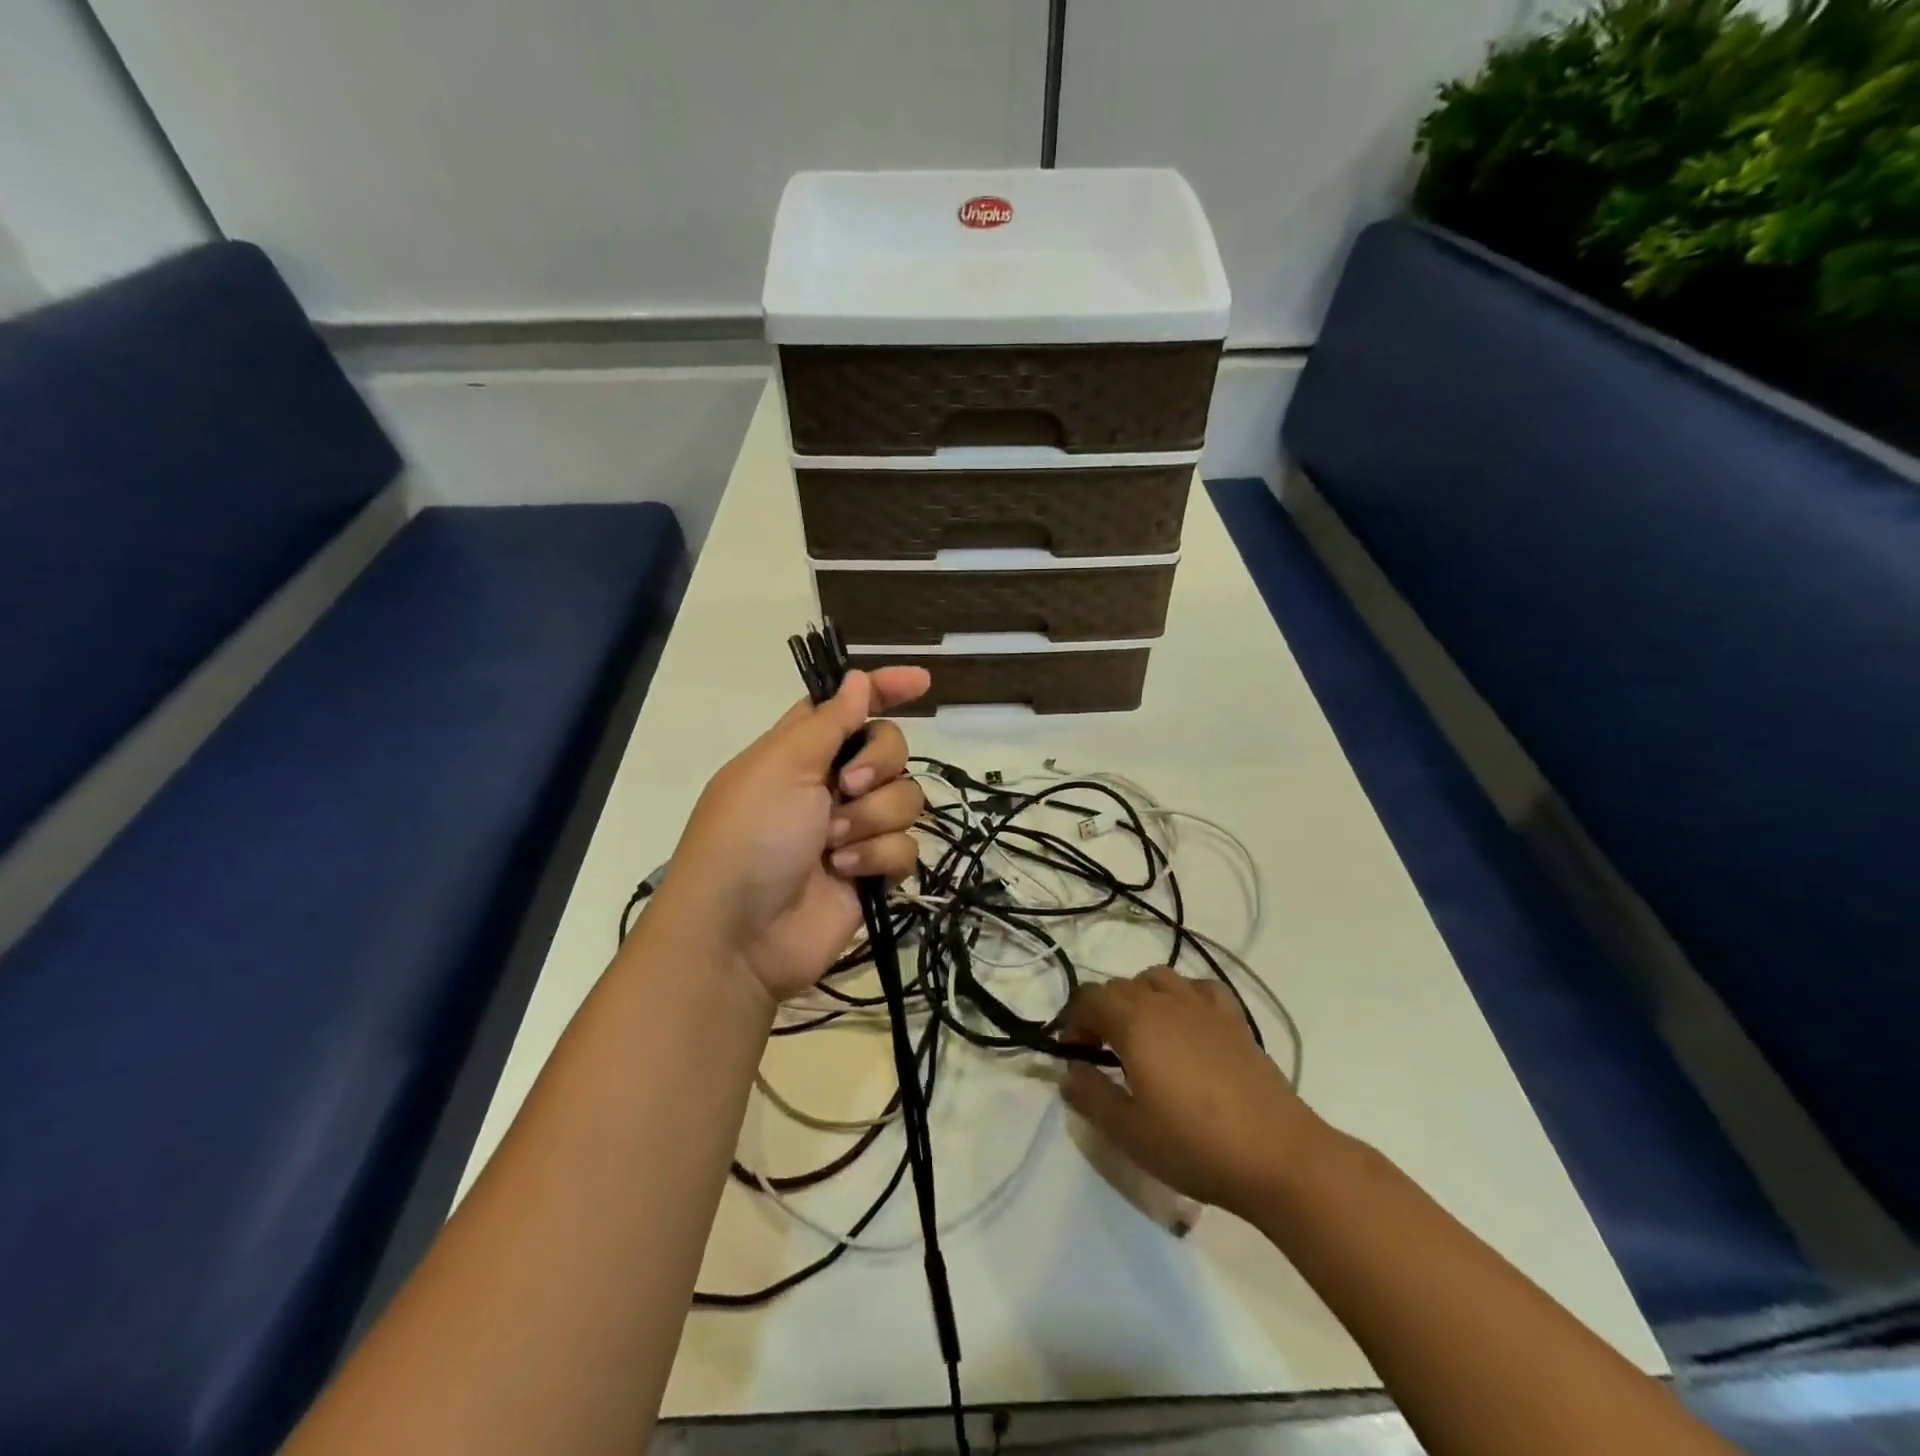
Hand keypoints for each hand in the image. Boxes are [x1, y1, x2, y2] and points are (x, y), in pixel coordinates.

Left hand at [654, 667, 929, 1003]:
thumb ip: (829, 721)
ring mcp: (853, 829)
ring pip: (905, 799)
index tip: (922, 681)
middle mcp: (831, 784)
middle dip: (878, 765)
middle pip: (890, 749)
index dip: (885, 689)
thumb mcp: (782, 765)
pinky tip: (845, 873)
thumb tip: (858, 679)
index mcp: (802, 750)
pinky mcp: (871, 871)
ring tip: (833, 846)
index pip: (850, 706)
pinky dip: (877, 858)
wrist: (739, 934)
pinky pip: (905, 848)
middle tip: (848, 787)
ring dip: (872, 819)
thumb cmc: (750, 834)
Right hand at [1061, 968, 1325, 1222]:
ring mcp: (1203, 1006)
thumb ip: (1090, 1096)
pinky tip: (1186, 1025)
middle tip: (1101, 1055)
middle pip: (1120, 987)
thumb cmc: (1194, 1145)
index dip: (1074, 1022)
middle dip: (1102, 1013)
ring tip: (1142, 1037)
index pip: (1089, 998)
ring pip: (1157, 979)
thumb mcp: (1128, 1131)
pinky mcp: (1234, 1020)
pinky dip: (1182, 996)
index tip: (1074, 1056)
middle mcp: (1166, 1001)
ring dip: (1139, 998)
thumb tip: (1070, 1072)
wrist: (1278, 1156)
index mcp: (1135, 1021)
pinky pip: (1199, 988)